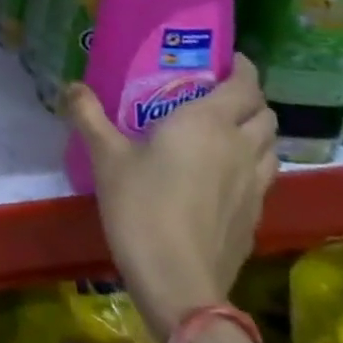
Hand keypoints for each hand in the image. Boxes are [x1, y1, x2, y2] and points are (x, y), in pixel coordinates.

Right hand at [67, 55, 278, 340]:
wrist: (178, 282)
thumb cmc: (141, 206)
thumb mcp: (105, 156)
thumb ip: (89, 115)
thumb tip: (70, 86)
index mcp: (207, 123)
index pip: (244, 86)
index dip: (242, 69)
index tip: (227, 60)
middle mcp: (239, 147)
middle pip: (265, 114)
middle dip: (249, 99)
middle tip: (218, 94)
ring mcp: (254, 185)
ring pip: (271, 146)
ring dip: (256, 132)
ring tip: (226, 131)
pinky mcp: (255, 216)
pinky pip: (264, 176)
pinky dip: (252, 163)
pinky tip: (224, 174)